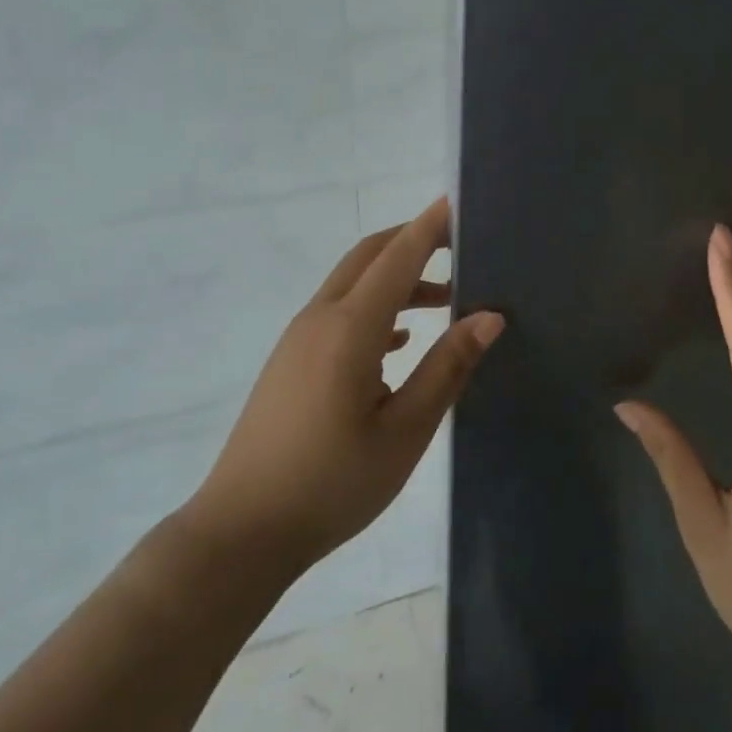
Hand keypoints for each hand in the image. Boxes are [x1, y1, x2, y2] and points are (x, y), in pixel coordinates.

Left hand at [187, 197, 504, 578]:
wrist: (243, 529)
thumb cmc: (332, 484)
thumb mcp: (404, 431)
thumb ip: (447, 368)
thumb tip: (489, 316)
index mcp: (349, 328)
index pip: (398, 257)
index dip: (431, 226)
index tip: (461, 201)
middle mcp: (320, 319)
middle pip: (369, 257)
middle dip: (412, 242)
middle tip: (460, 246)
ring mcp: (299, 339)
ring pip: (353, 285)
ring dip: (397, 279)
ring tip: (446, 300)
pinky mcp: (291, 361)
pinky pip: (339, 314)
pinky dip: (376, 309)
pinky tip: (401, 341)